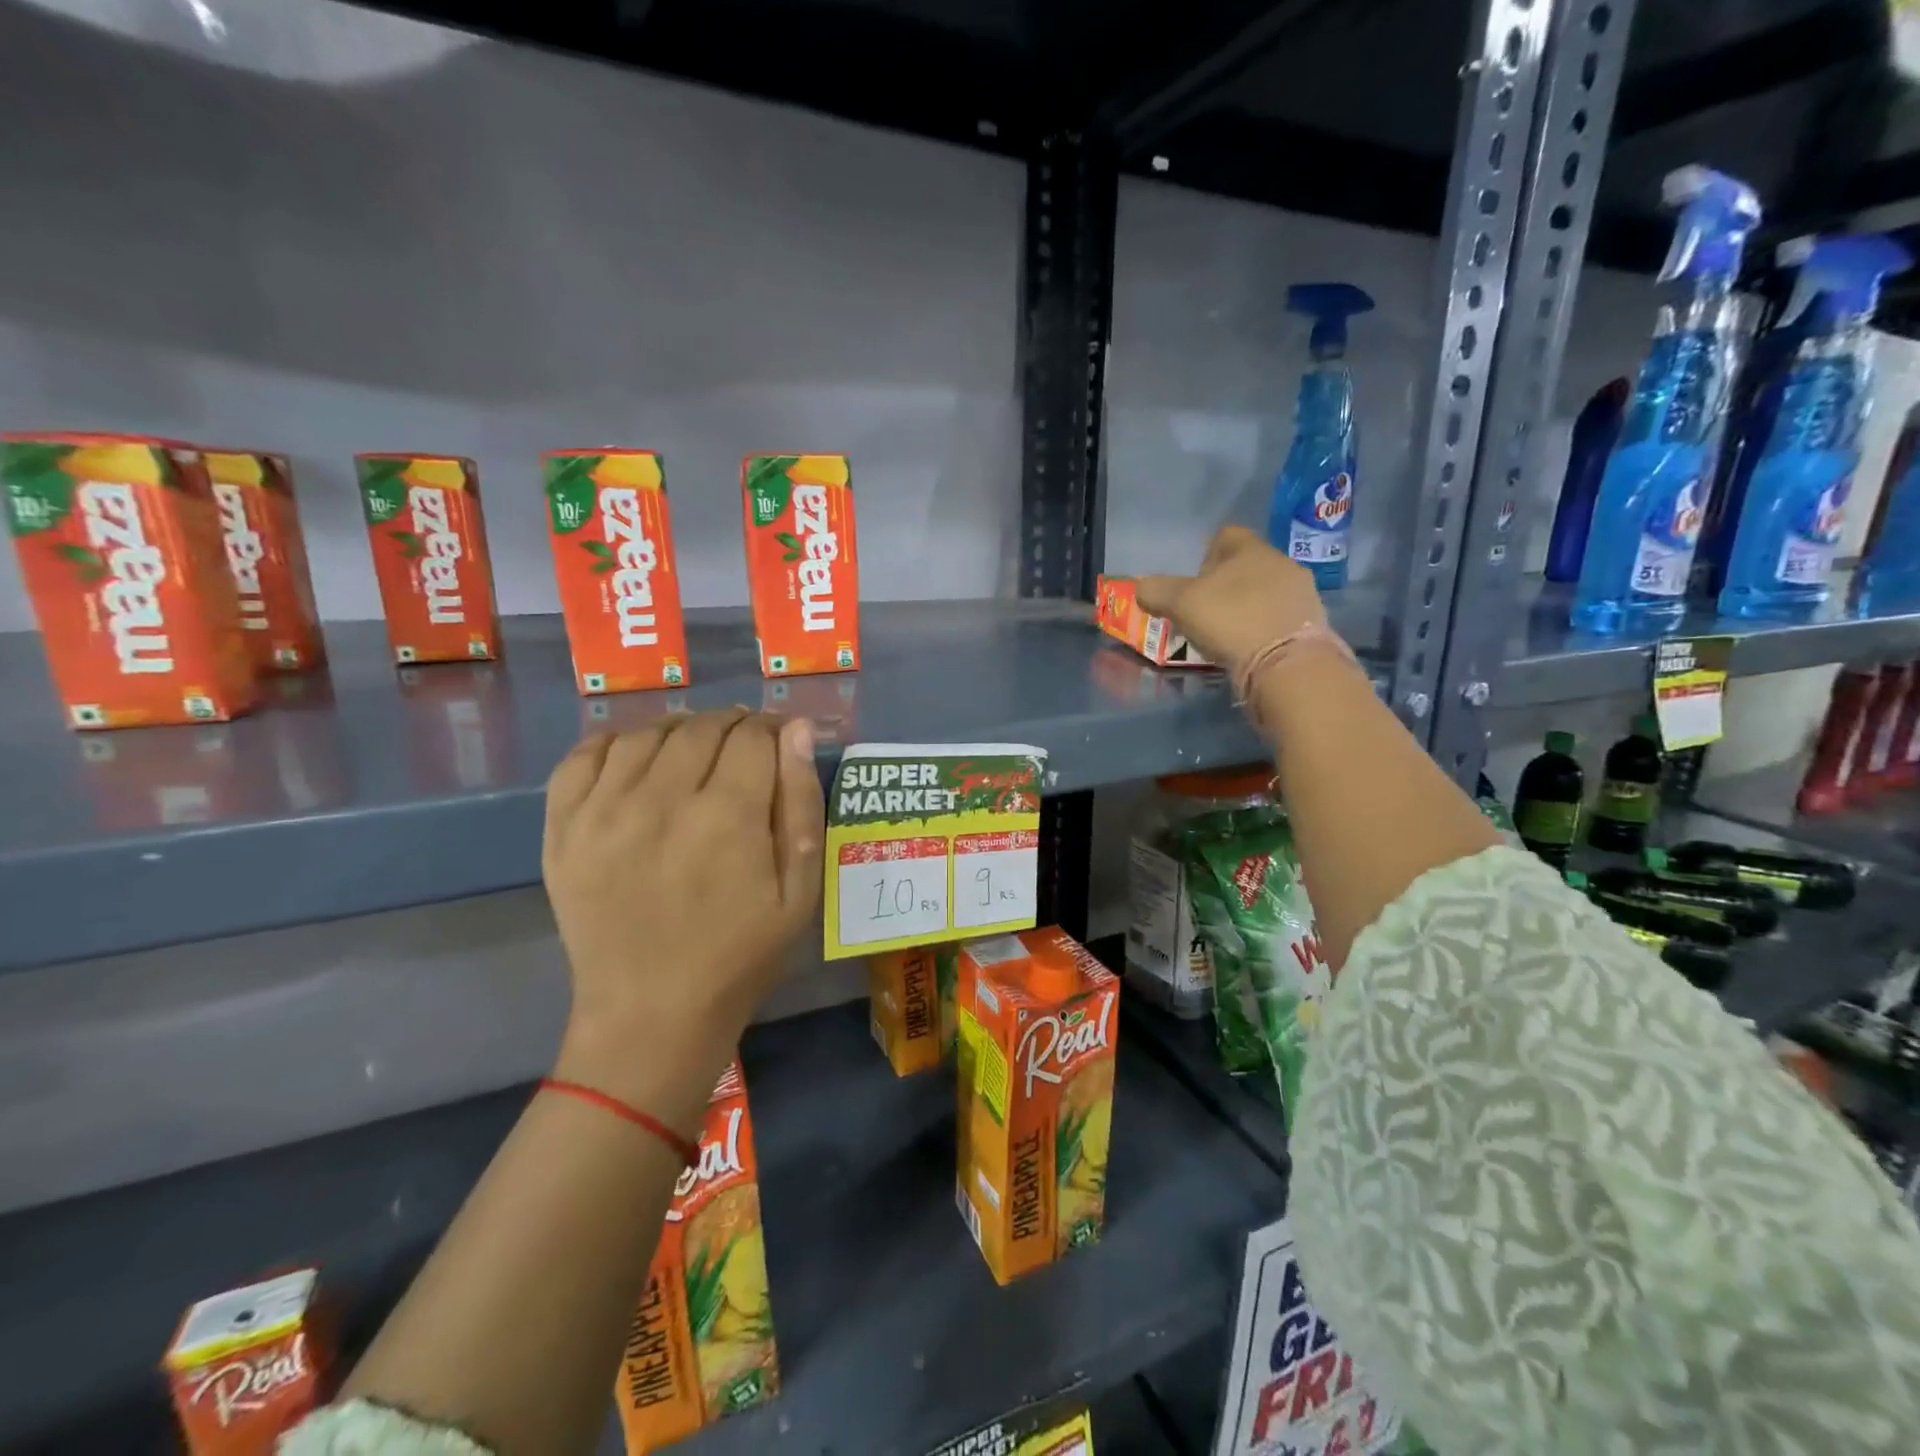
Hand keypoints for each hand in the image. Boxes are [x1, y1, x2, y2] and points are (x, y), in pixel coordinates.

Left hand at [542, 709, 822, 1126]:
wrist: (651, 1014)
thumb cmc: (740, 954)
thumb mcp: (799, 890)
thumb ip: (802, 804)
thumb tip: (798, 731)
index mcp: (727, 816)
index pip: (752, 735)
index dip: (772, 730)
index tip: (779, 742)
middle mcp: (661, 800)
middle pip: (701, 727)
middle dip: (732, 726)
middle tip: (742, 750)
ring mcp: (602, 812)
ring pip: (646, 733)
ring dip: (679, 731)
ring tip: (694, 754)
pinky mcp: (562, 828)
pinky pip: (583, 755)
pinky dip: (615, 743)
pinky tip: (637, 760)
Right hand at [1136, 526, 1329, 675]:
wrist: (1287, 663)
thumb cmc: (1231, 620)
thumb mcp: (1181, 603)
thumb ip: (1157, 591)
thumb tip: (1142, 588)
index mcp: (1250, 549)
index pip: (1225, 536)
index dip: (1205, 556)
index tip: (1192, 584)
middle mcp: (1281, 563)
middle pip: (1246, 566)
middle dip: (1225, 586)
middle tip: (1204, 612)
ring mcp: (1302, 594)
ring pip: (1265, 592)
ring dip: (1246, 608)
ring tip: (1226, 635)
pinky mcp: (1312, 625)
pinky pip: (1279, 618)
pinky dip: (1262, 629)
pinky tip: (1249, 649)